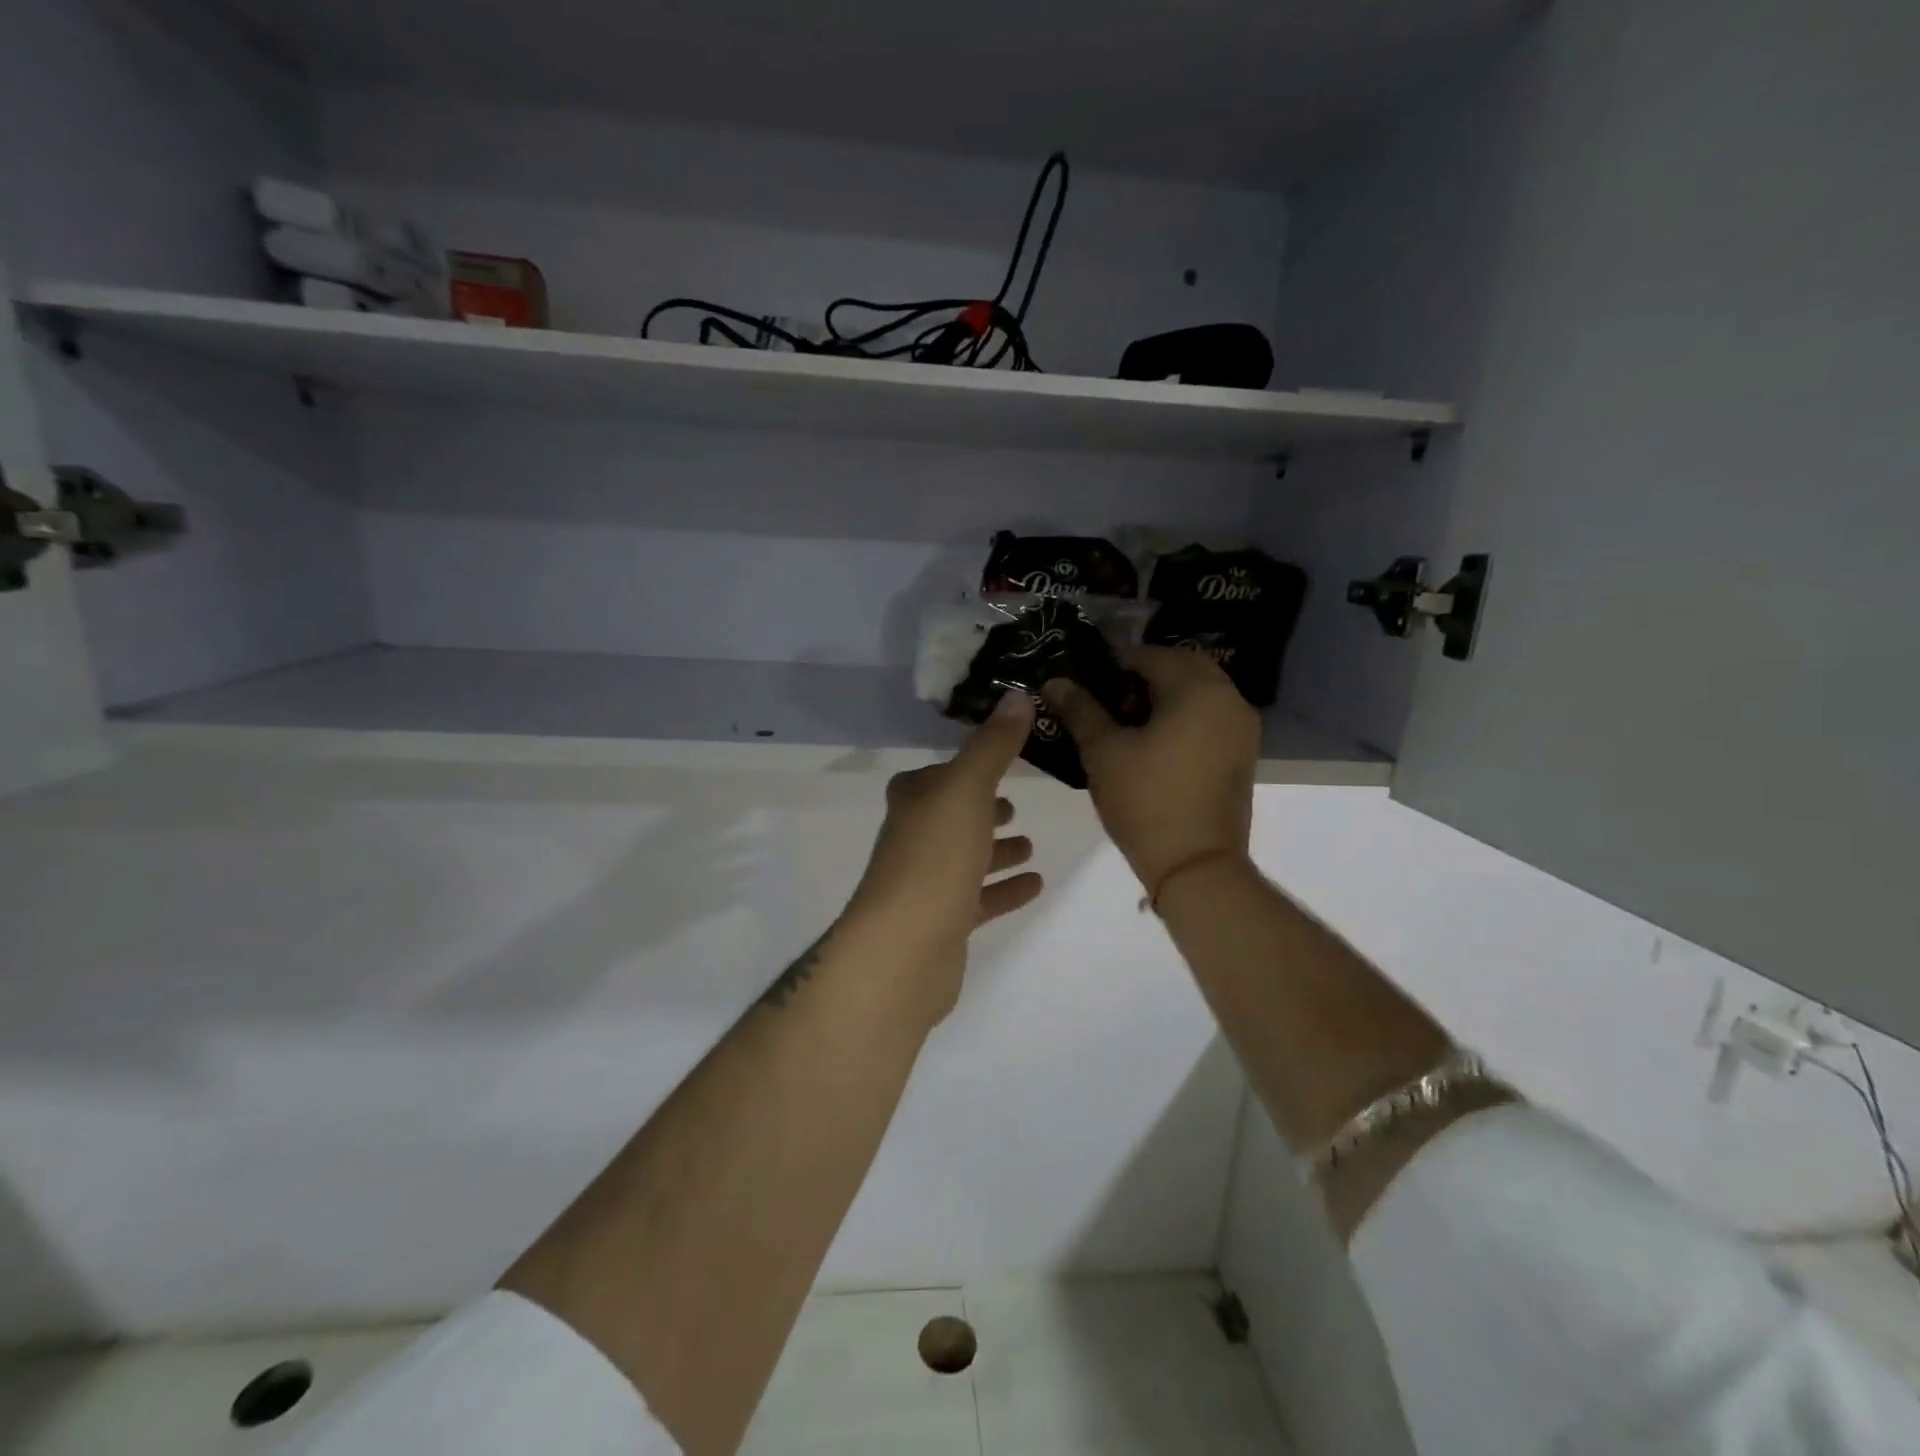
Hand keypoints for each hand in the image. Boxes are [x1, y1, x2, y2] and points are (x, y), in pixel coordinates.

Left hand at [842, 691, 1044, 1023]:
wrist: (904, 948)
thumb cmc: (935, 857)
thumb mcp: (967, 789)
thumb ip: (993, 745)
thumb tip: (1017, 694)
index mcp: (915, 801)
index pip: (938, 774)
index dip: (967, 767)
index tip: (1002, 761)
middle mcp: (915, 838)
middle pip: (952, 816)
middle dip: (981, 809)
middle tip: (1015, 806)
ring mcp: (927, 883)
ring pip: (965, 857)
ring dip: (994, 849)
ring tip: (1029, 843)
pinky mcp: (943, 922)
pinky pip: (979, 897)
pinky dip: (1004, 888)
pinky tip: (1035, 883)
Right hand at [1042, 647, 1258, 893]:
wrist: (1196, 865)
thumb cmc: (1146, 802)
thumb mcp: (1104, 752)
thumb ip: (1080, 710)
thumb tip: (1054, 681)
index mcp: (1197, 689)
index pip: (1151, 655)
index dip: (1115, 664)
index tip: (1088, 685)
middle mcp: (1229, 698)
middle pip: (1182, 667)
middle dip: (1144, 676)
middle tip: (1108, 700)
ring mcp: (1242, 728)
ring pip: (1200, 692)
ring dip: (1166, 695)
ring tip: (1128, 722)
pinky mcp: (1244, 754)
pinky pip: (1211, 716)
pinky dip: (1185, 716)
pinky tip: (1156, 743)